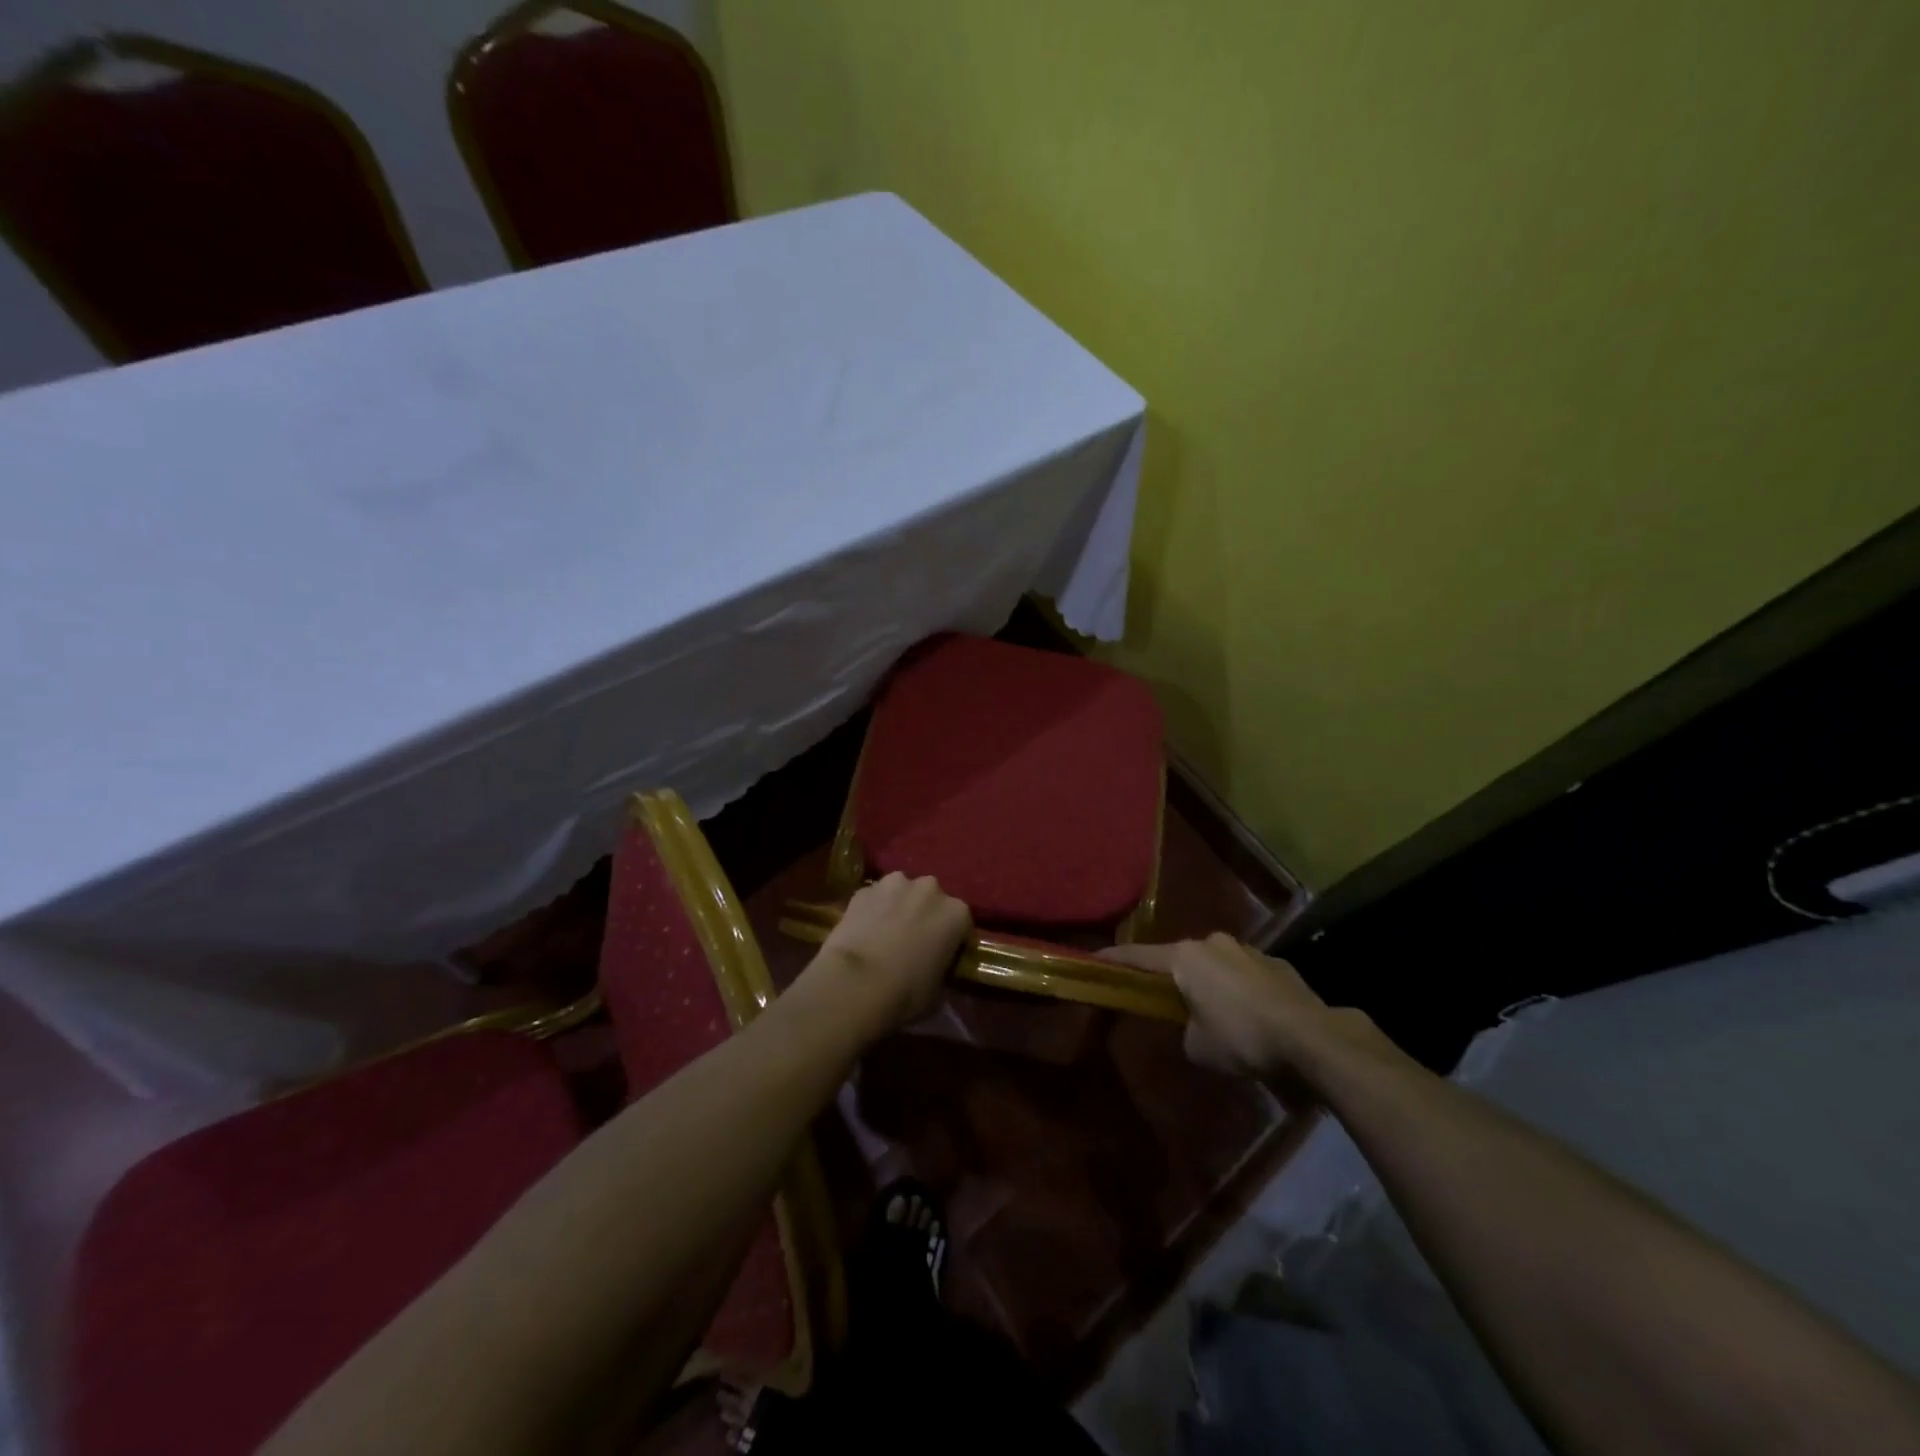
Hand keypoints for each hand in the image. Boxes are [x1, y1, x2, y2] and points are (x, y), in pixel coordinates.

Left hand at [806, 873, 970, 1037]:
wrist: (856, 982)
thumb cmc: (906, 992)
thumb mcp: (937, 990)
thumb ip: (941, 969)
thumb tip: (933, 968)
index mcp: (957, 913)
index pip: (961, 924)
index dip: (951, 940)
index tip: (941, 956)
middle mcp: (930, 889)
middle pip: (932, 900)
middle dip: (925, 916)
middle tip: (912, 942)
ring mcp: (895, 884)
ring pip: (902, 892)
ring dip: (898, 906)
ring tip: (885, 933)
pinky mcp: (864, 890)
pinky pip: (875, 898)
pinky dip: (872, 909)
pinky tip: (863, 931)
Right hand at [1103, 933, 1388, 1089]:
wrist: (1312, 1037)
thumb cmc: (1243, 1039)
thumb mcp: (1199, 1047)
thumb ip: (1185, 1030)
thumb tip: (1194, 1026)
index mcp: (1185, 957)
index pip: (1138, 956)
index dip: (1114, 960)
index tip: (1094, 959)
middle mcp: (1213, 943)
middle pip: (1180, 958)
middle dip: (1173, 977)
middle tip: (1166, 1001)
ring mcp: (1248, 949)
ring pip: (1216, 965)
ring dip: (1211, 984)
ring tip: (1217, 1014)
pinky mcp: (1276, 963)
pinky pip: (1245, 974)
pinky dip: (1240, 991)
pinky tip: (1252, 1018)